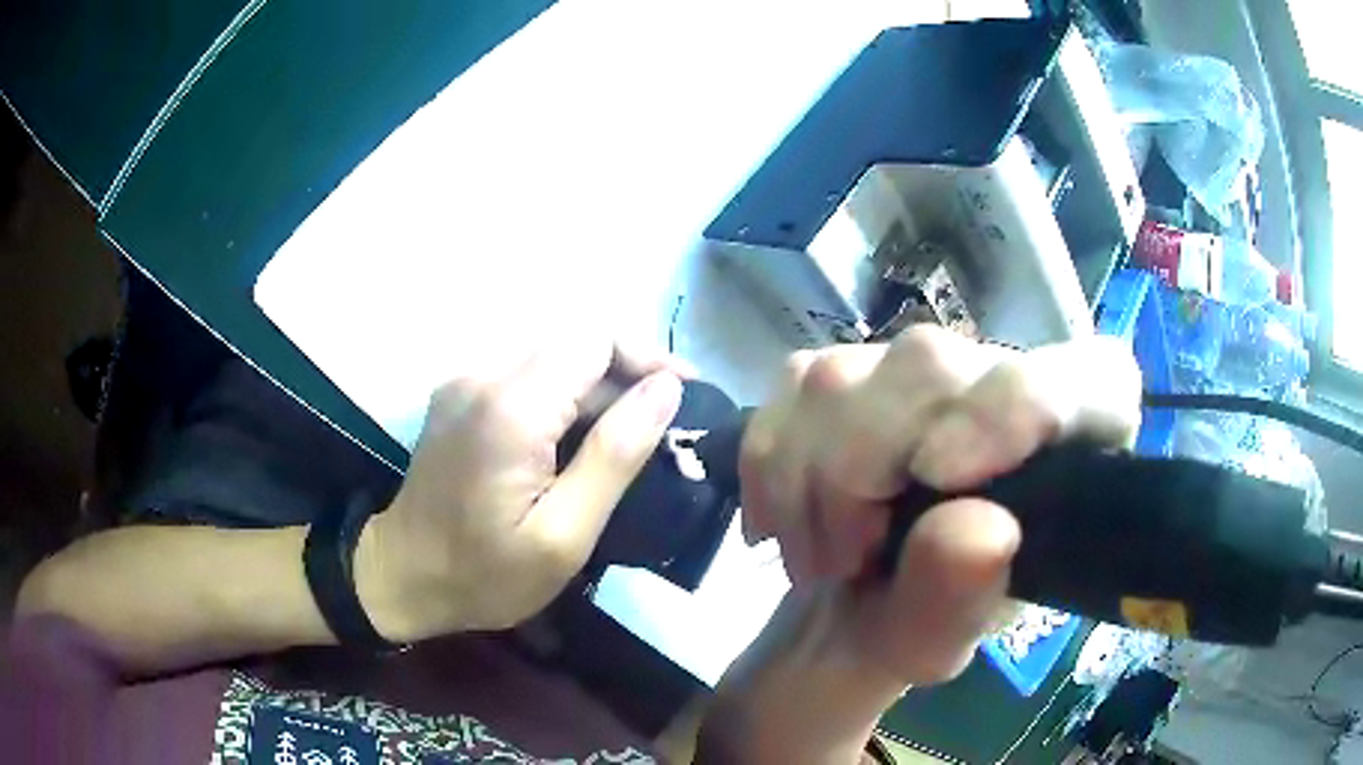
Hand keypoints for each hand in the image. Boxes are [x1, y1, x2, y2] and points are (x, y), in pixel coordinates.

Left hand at [356, 338, 684, 642]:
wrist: (403, 576)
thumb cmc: (486, 574)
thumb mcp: (564, 535)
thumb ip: (615, 456)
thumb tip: (667, 390)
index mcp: (510, 408)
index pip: (594, 339)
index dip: (647, 357)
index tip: (684, 396)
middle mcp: (483, 375)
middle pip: (574, 341)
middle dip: (627, 371)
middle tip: (666, 421)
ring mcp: (465, 380)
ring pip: (552, 354)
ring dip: (598, 384)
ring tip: (630, 431)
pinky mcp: (459, 393)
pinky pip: (526, 374)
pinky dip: (564, 394)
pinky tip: (578, 436)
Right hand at [701, 328, 1139, 761]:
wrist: (846, 600)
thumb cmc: (917, 622)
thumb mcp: (939, 641)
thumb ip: (962, 598)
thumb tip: (975, 528)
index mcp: (1070, 439)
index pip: (1087, 377)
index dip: (1021, 407)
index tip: (944, 475)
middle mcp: (1002, 377)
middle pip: (931, 366)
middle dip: (861, 471)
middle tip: (847, 557)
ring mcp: (918, 365)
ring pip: (843, 377)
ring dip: (805, 485)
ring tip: (820, 559)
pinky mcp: (848, 367)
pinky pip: (787, 391)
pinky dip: (769, 469)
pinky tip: (787, 523)